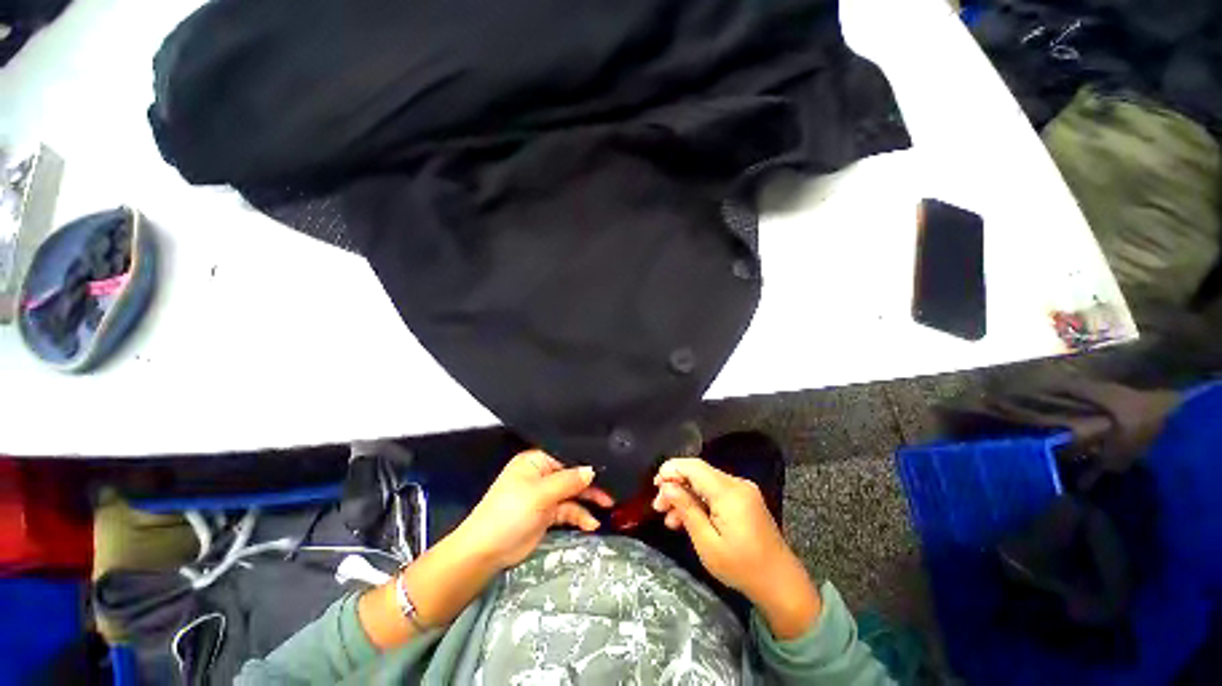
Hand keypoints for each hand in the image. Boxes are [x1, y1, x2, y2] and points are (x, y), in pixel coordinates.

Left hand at [455, 450, 614, 570]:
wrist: (486, 552)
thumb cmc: (510, 513)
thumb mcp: (540, 494)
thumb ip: (568, 481)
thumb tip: (592, 470)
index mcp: (535, 461)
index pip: (566, 455)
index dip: (585, 460)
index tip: (607, 465)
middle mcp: (541, 474)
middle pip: (572, 473)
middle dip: (590, 481)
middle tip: (612, 488)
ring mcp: (545, 495)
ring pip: (573, 492)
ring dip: (589, 499)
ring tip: (609, 504)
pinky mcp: (547, 514)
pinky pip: (568, 510)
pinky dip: (580, 515)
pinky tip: (592, 523)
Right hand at [653, 457, 820, 638]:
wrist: (781, 584)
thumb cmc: (742, 567)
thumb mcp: (707, 543)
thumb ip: (687, 509)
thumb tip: (667, 487)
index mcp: (729, 492)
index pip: (694, 467)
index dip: (672, 470)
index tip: (655, 485)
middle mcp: (737, 484)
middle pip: (698, 473)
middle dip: (676, 485)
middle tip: (658, 506)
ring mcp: (743, 490)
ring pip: (705, 482)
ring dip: (686, 495)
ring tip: (669, 517)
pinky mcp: (745, 499)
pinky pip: (716, 491)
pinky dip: (700, 501)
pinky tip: (688, 518)